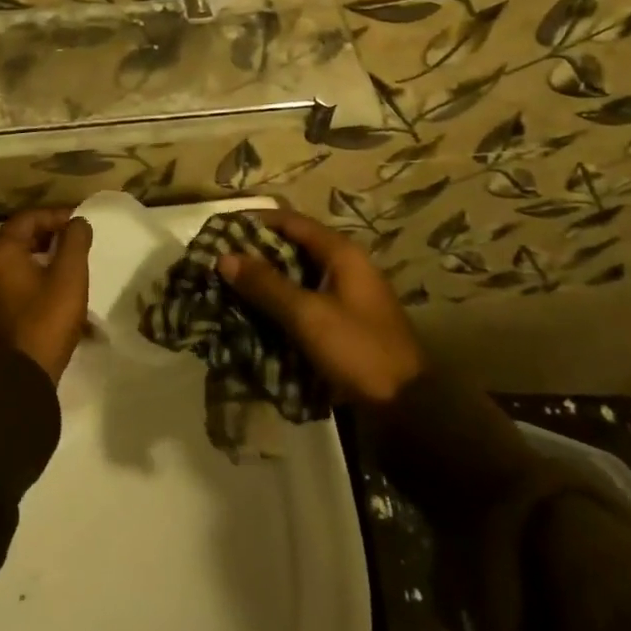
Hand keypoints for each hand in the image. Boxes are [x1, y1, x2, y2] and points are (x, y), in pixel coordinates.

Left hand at [0, 208, 92, 384]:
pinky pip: (9, 282)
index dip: (56, 216)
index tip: (80, 224)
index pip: (28, 218)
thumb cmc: (45, 321)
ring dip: (40, 258)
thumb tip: (77, 222)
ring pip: (13, 261)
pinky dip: (30, 277)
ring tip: (67, 265)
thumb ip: (75, 241)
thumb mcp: (69, 276)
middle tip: (75, 242)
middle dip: (49, 236)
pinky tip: (51, 290)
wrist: (17, 382)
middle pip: (18, 238)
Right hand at [216, 210, 425, 406]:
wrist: (410, 410)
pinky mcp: (346, 324)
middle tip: (220, 263)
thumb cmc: (358, 351)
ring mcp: (348, 296)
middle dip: (257, 254)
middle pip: (293, 247)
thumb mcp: (307, 315)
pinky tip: (257, 317)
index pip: (290, 221)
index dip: (254, 221)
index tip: (221, 229)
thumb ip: (266, 284)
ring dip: (267, 281)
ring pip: (298, 277)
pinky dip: (282, 305)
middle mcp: (346, 266)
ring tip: (231, 289)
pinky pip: (306, 302)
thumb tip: (224, 256)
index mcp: (342, 253)